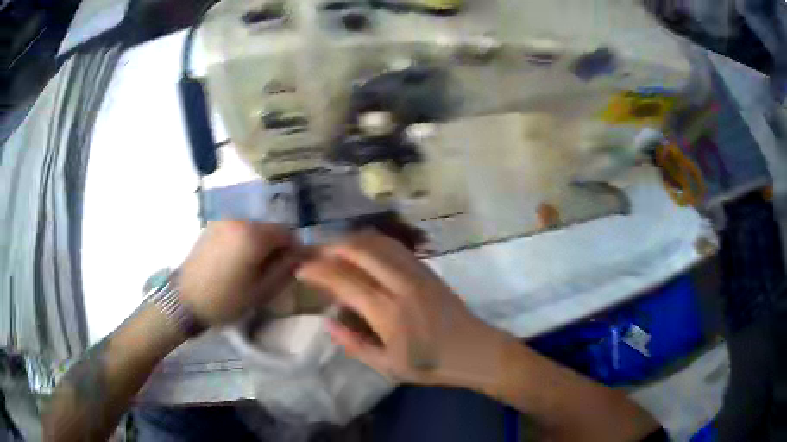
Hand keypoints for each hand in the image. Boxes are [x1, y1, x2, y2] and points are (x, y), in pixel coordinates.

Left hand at [179, 221, 300, 325]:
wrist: (185, 300)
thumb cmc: (226, 300)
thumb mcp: (261, 291)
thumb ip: (285, 269)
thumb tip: (299, 255)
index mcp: (253, 235)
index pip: (287, 232)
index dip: (293, 249)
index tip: (289, 267)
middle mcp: (239, 220)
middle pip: (269, 228)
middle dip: (274, 246)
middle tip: (269, 271)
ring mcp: (223, 221)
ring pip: (253, 228)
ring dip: (258, 243)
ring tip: (249, 268)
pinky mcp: (212, 226)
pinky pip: (237, 230)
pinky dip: (243, 241)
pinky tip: (234, 262)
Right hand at [296, 232, 506, 387]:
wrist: (475, 351)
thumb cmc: (430, 365)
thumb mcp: (386, 366)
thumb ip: (354, 343)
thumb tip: (327, 322)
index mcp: (387, 312)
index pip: (343, 280)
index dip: (317, 270)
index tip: (300, 268)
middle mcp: (400, 284)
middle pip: (358, 250)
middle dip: (331, 248)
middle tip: (314, 255)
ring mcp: (416, 272)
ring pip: (377, 242)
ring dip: (351, 241)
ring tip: (334, 249)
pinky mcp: (427, 269)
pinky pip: (394, 246)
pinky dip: (372, 242)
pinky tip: (363, 250)